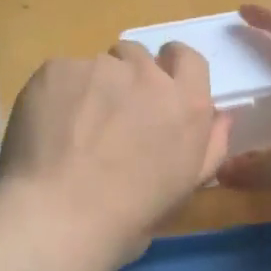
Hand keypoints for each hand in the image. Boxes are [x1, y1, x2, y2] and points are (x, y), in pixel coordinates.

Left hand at [0, 41, 230, 264]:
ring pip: (96, 65)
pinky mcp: (58, 68)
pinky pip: (60, 73)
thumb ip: (210, 145)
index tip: (155, 87)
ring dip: (90, 86)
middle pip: (137, 56)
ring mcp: (99, 68)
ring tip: (73, 126)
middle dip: (126, 77)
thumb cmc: (131, 215)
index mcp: (186, 103)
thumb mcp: (186, 188)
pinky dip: (56, 93)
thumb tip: (222, 115)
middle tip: (110, 114)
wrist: (62, 215)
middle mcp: (146, 75)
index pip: (187, 58)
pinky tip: (48, 127)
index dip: (171, 67)